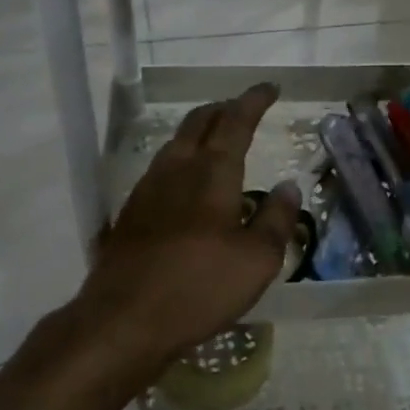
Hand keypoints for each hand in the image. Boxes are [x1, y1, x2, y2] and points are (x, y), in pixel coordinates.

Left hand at [77, 83, 300, 373]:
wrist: (123, 320)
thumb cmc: (199, 288)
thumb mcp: (257, 260)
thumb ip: (276, 219)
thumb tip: (287, 186)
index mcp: (212, 173)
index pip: (236, 122)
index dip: (254, 101)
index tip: (270, 88)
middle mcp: (177, 169)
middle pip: (199, 122)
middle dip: (223, 108)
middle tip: (243, 108)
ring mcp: (147, 189)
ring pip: (176, 142)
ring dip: (200, 131)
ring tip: (217, 138)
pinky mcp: (131, 213)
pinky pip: (161, 168)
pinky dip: (182, 158)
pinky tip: (186, 182)